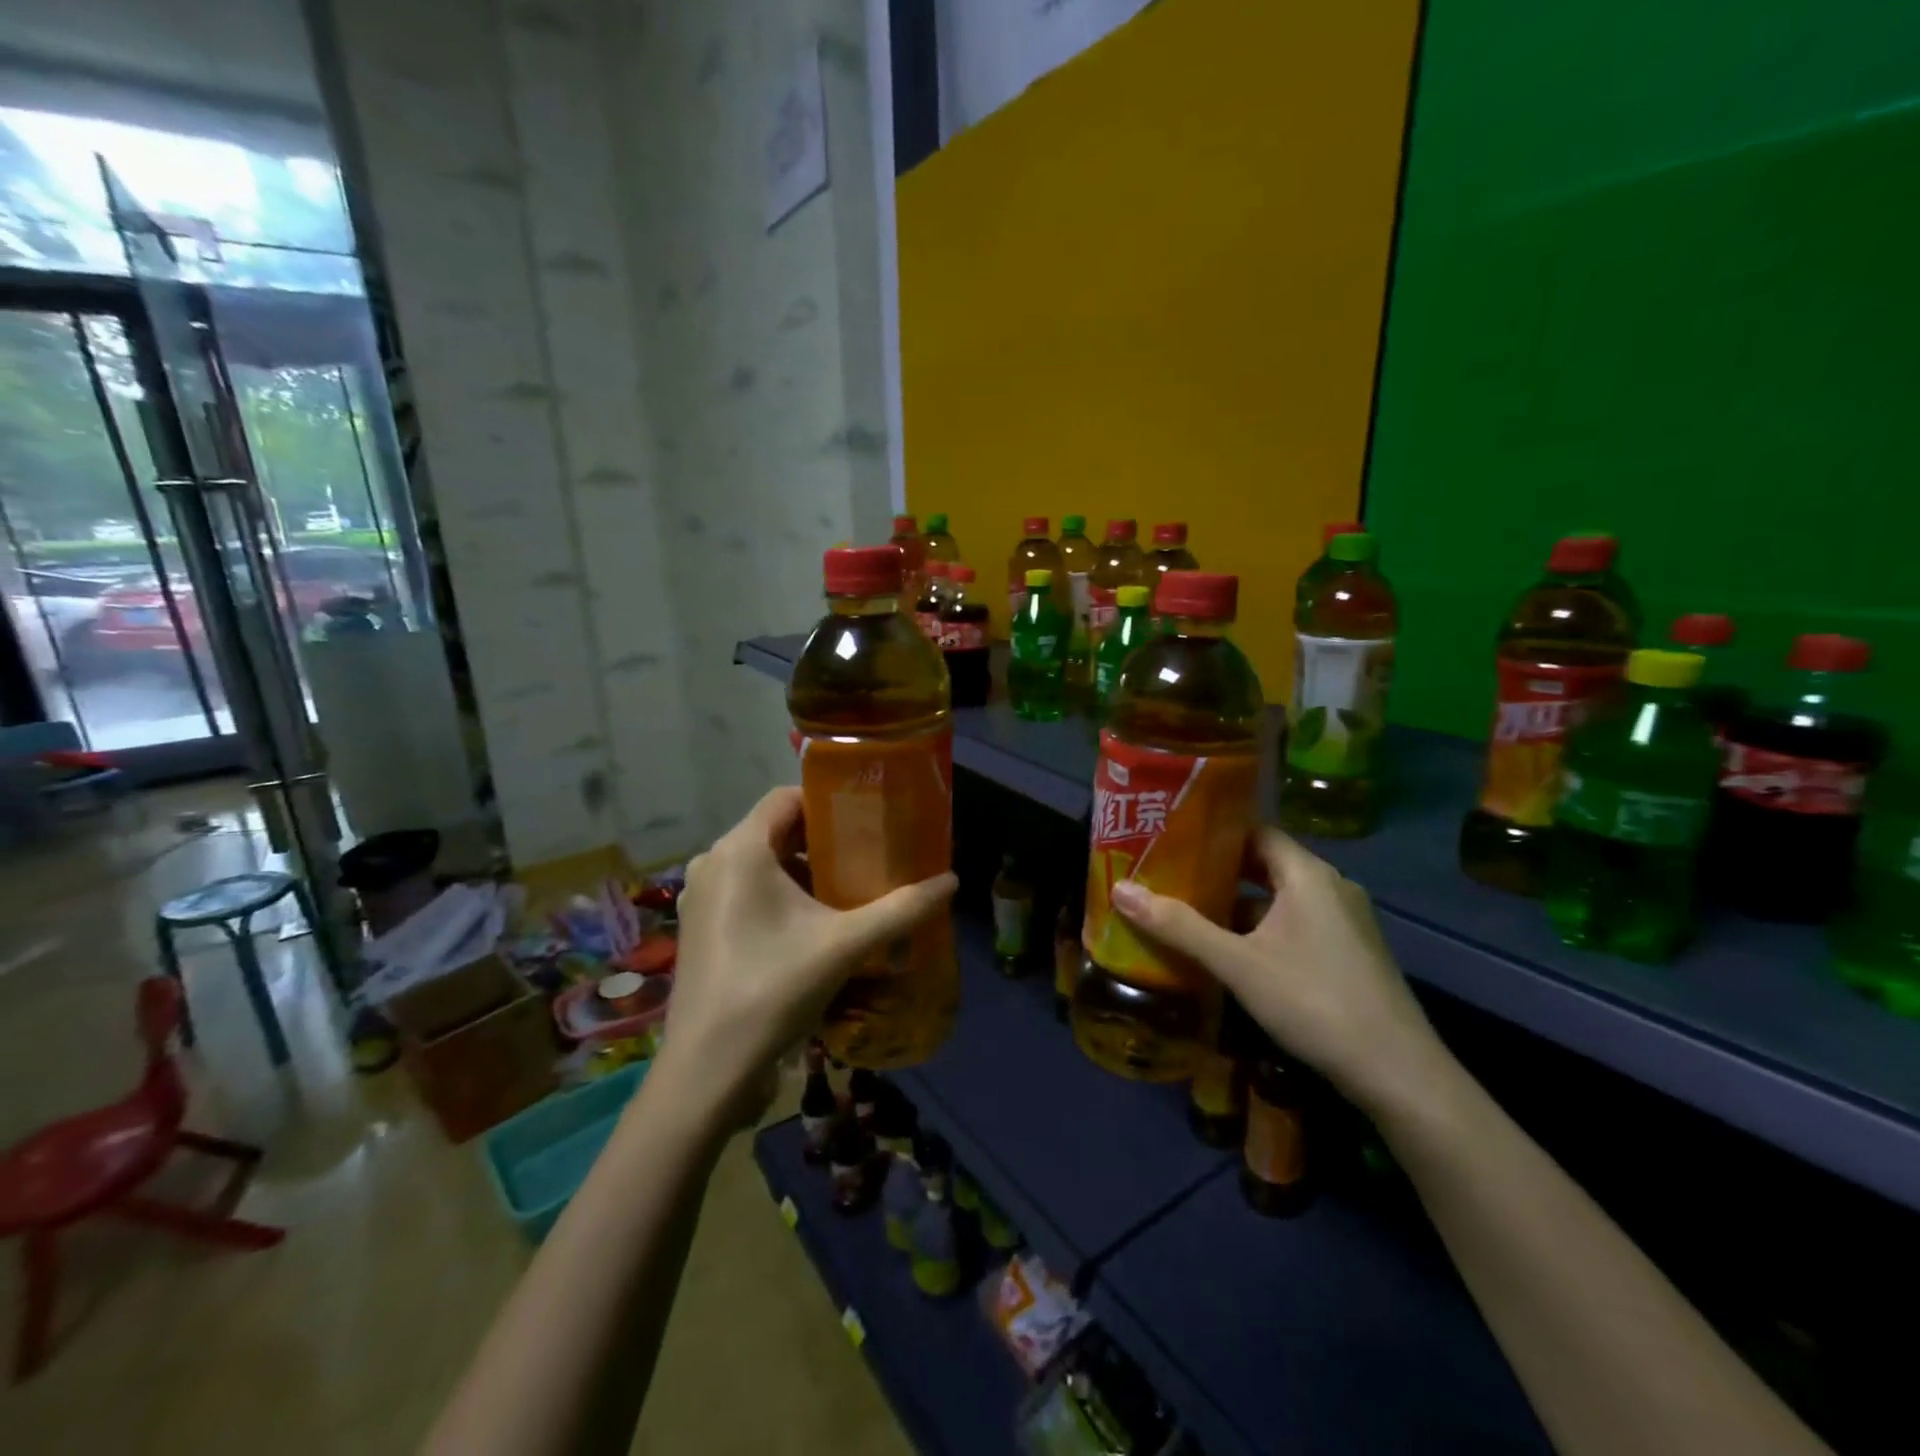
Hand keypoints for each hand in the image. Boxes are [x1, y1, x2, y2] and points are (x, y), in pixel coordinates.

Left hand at [663, 787, 956, 1119]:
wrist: (708, 1069)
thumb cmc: (774, 989)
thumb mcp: (846, 945)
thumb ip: (901, 909)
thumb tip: (952, 880)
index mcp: (740, 850)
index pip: (786, 797)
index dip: (829, 800)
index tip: (868, 816)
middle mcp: (713, 862)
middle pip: (775, 830)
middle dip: (823, 838)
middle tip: (869, 853)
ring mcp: (701, 896)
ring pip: (760, 862)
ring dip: (802, 868)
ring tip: (849, 886)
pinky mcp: (699, 926)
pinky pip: (745, 889)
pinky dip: (779, 892)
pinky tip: (812, 921)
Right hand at [1110, 828, 1447, 1114]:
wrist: (1397, 1072)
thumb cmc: (1313, 1001)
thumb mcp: (1237, 963)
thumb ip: (1179, 926)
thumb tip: (1120, 890)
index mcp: (1307, 874)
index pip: (1255, 831)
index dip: (1213, 832)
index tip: (1172, 840)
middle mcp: (1330, 887)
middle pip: (1265, 863)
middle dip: (1218, 871)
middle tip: (1170, 876)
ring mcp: (1345, 921)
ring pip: (1279, 898)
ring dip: (1238, 904)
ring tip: (1189, 912)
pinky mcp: (1350, 952)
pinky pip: (1296, 923)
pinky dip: (1262, 928)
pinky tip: (1232, 951)